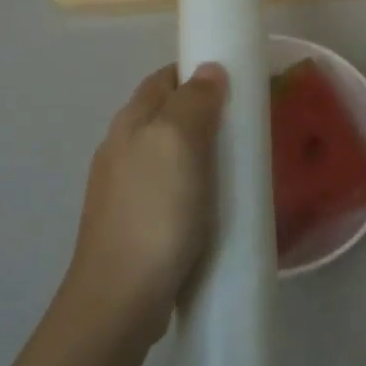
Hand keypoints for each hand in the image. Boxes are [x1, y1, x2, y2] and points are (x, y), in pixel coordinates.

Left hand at [68, 63, 228, 344]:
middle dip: (203, 114)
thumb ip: (194, 101)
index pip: (165, 78)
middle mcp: (121, 147)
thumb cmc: (156, 211)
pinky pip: (168, 189)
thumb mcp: (179, 142)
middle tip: (244, 127)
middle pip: (166, 115)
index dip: (198, 73)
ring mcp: (124, 188)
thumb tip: (208, 69)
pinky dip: (192, 186)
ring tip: (236, 166)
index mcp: (130, 121)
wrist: (121, 296)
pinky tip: (212, 205)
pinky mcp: (134, 222)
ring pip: (168, 154)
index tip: (237, 83)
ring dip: (199, 153)